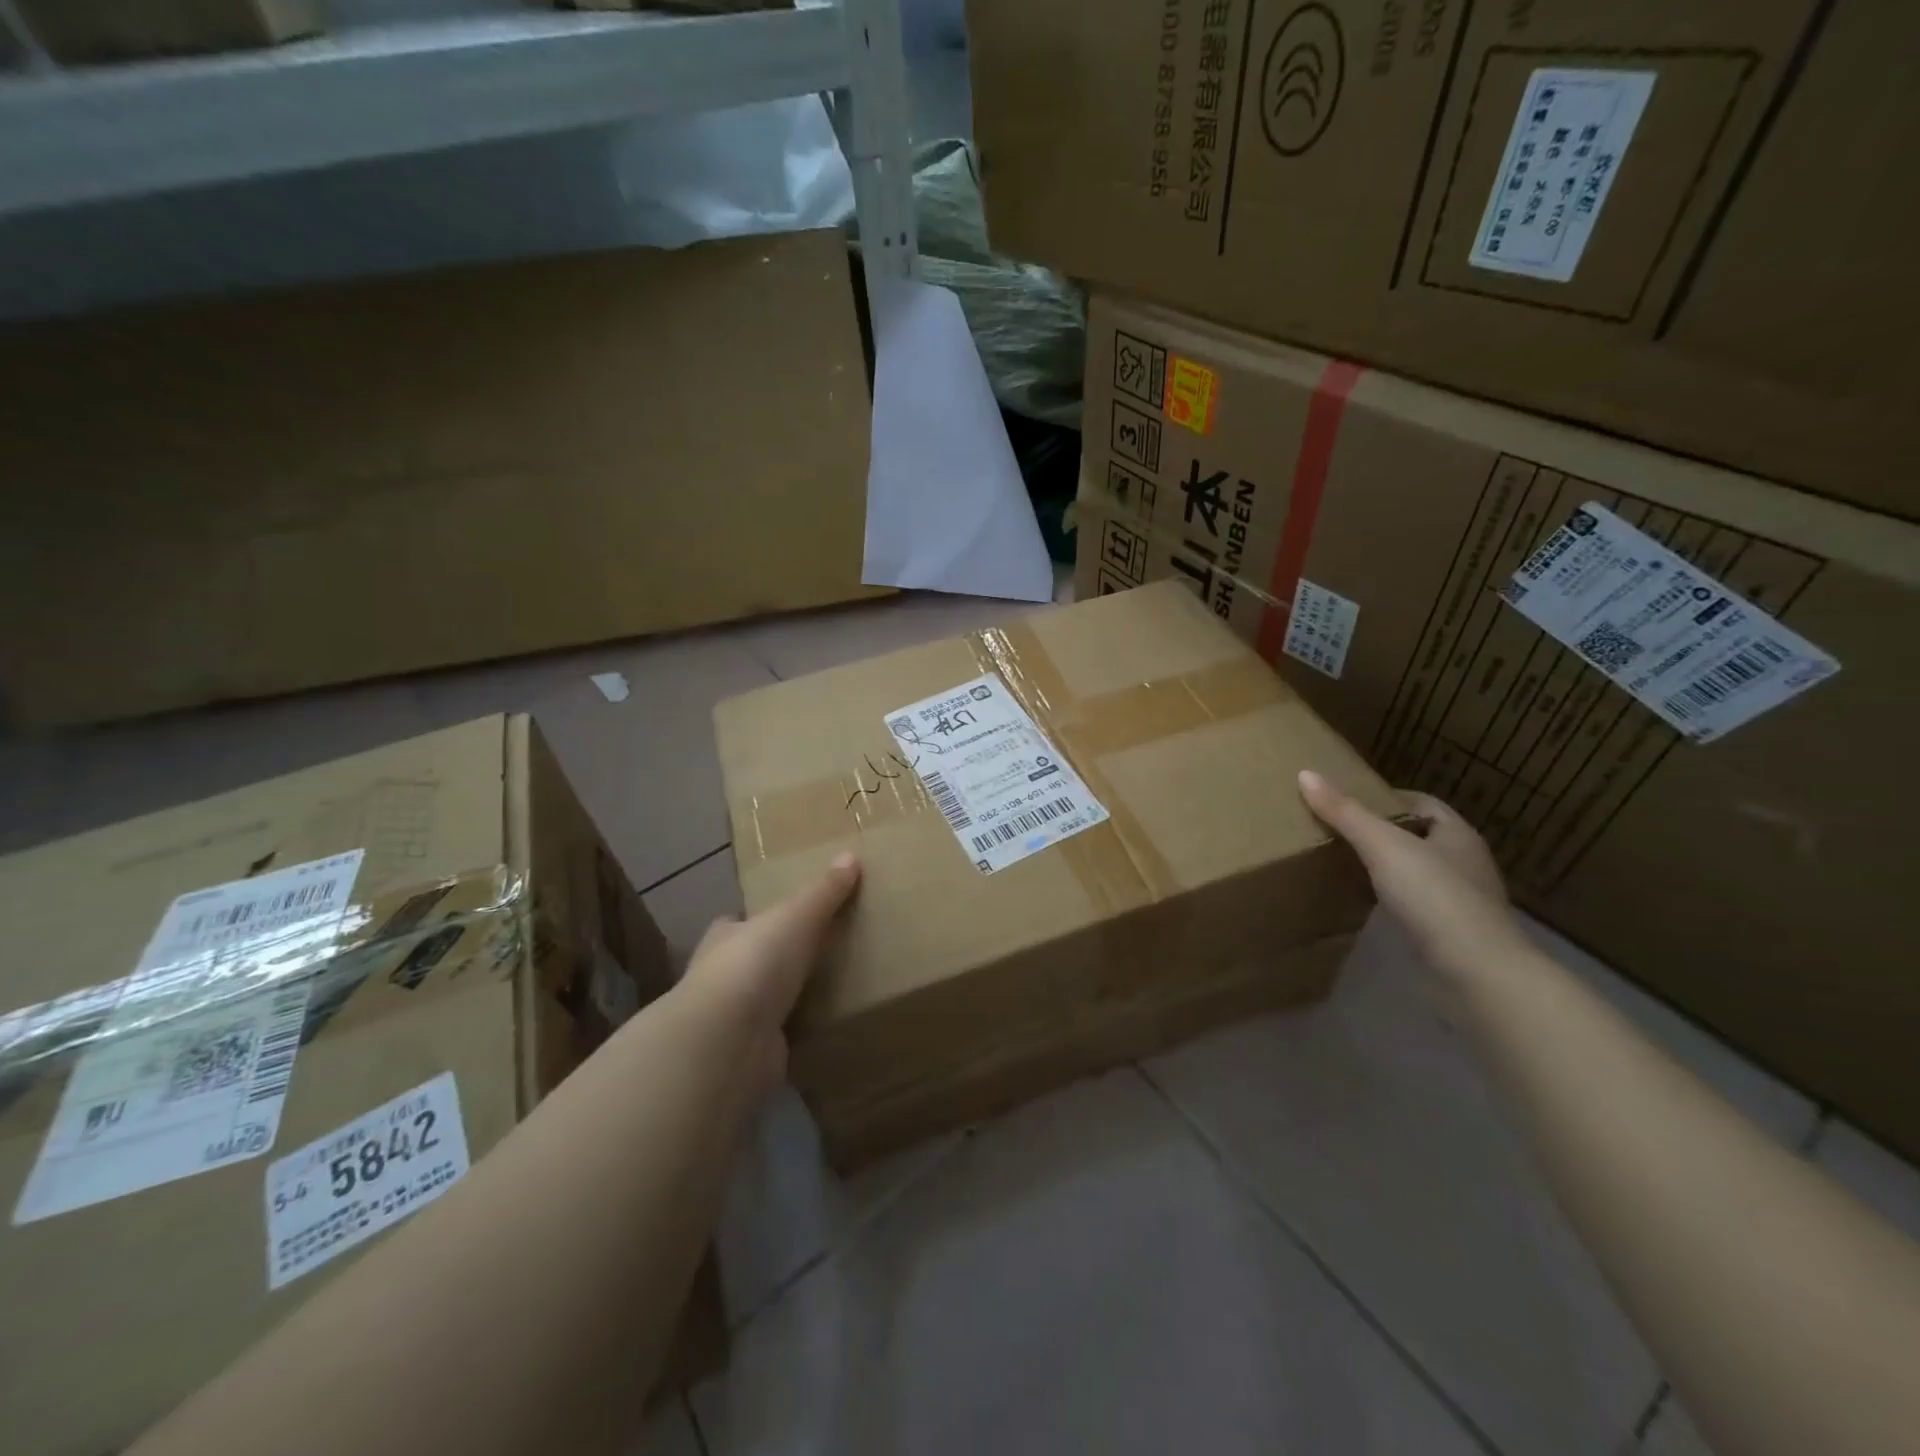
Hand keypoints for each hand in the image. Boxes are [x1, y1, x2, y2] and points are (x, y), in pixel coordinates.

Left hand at [682, 852, 861, 1093]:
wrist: (728, 1042)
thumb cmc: (755, 964)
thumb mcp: (796, 917)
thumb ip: (823, 891)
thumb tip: (850, 855)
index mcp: (725, 938)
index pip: (735, 923)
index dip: (753, 920)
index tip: (782, 918)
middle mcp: (721, 978)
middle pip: (748, 963)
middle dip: (772, 961)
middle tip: (816, 954)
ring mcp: (732, 1021)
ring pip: (762, 1003)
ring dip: (785, 1000)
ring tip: (828, 991)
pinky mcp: (750, 1056)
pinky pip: (779, 1040)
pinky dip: (796, 1037)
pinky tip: (822, 1032)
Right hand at [1297, 770, 1524, 978]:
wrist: (1477, 974)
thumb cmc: (1434, 897)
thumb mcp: (1383, 846)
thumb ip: (1345, 813)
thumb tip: (1305, 773)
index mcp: (1458, 834)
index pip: (1422, 803)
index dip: (1386, 798)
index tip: (1346, 803)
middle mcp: (1464, 863)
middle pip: (1418, 836)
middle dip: (1381, 832)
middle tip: (1336, 831)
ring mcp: (1460, 901)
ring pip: (1416, 871)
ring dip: (1385, 867)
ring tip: (1342, 864)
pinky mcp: (1450, 933)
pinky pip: (1414, 904)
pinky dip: (1390, 899)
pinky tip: (1364, 903)